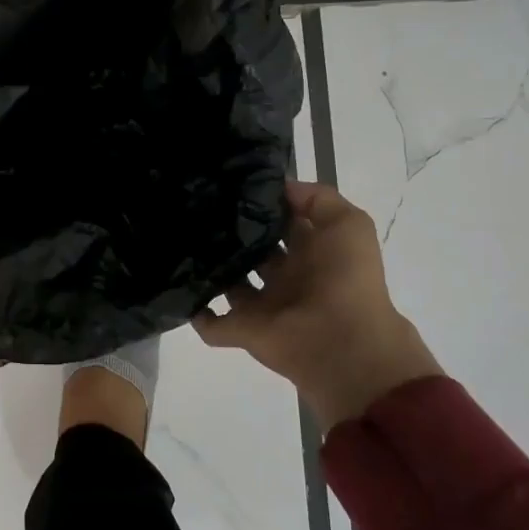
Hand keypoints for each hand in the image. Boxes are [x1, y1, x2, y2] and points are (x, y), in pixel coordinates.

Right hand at [193, 181, 441, 432]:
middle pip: (253, 252)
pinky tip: (180, 291)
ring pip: (230, 284)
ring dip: (211, 269)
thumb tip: (278, 188)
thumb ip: (317, 198)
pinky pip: (213, 325)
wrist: (343, 343)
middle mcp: (286, 278)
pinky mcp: (244, 331)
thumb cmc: (346, 279)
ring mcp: (263, 306)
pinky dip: (198, 314)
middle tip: (198, 210)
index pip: (282, 223)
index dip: (263, 206)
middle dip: (232, 234)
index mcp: (311, 253)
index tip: (231, 186)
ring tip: (181, 242)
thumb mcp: (348, 223)